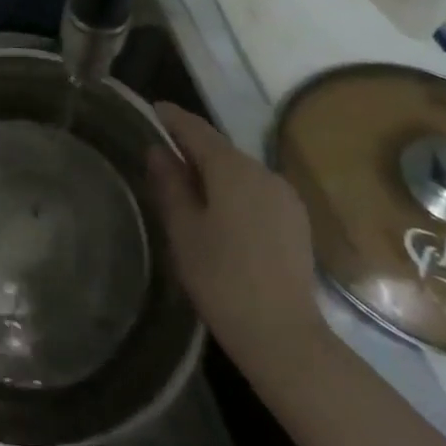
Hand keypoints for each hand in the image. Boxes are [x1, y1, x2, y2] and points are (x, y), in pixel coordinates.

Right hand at [149, 102, 326, 374]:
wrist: (283, 336)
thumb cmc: (221, 278)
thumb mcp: (182, 229)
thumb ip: (169, 183)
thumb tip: (158, 150)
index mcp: (232, 168)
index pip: (195, 128)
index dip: (170, 118)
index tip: (150, 110)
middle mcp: (262, 171)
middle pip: (219, 149)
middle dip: (190, 147)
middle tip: (159, 155)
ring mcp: (284, 196)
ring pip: (239, 171)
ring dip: (212, 172)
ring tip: (185, 187)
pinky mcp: (295, 220)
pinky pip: (256, 191)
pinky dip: (233, 191)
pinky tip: (218, 213)